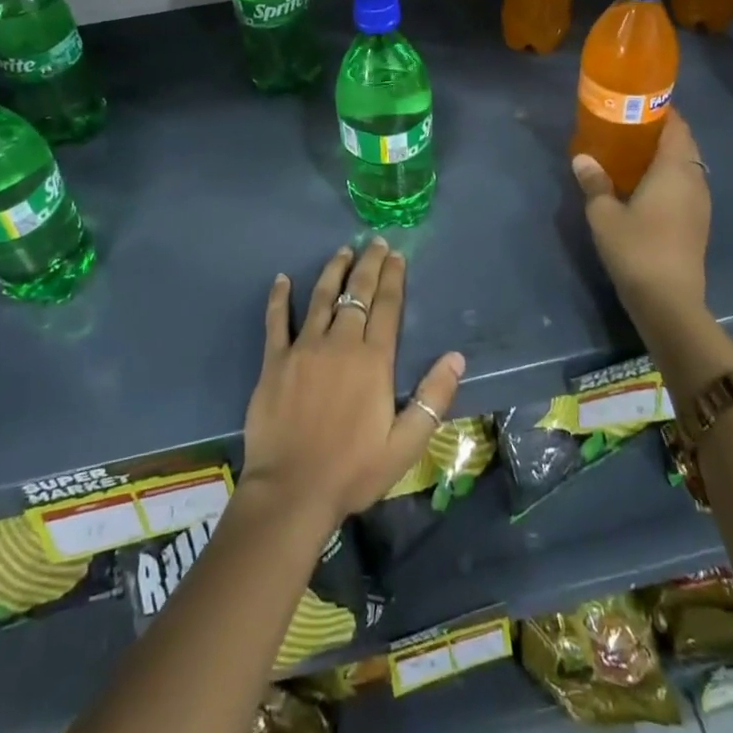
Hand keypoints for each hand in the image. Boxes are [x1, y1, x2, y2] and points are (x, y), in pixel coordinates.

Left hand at [241, 239, 465, 532]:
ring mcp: (304, 348)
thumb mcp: (405, 445)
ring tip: (342, 250)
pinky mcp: (275, 361)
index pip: (387, 307)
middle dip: (368, 265)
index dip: (393, 278)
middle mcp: (340, 344)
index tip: (396, 255)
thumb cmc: (353, 471)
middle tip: (374, 242)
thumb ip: (432, 399)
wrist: (292, 491)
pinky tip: (282, 278)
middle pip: (357, 294)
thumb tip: (456, 357)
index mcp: (373, 361)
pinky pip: (277, 321)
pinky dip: (279, 298)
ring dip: (333, 271)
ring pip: (321, 298)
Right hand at [571, 111, 711, 322]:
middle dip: (661, 133)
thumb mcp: (604, 214)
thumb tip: (582, 158)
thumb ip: (594, 183)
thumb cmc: (636, 249)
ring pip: (686, 167)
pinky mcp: (697, 224)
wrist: (669, 302)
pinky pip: (685, 187)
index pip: (677, 127)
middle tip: (628, 128)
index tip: (638, 104)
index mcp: (675, 170)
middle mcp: (694, 180)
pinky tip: (644, 187)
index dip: (662, 111)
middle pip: (684, 145)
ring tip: (633, 154)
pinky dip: (668, 178)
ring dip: (665, 157)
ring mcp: (699, 204)